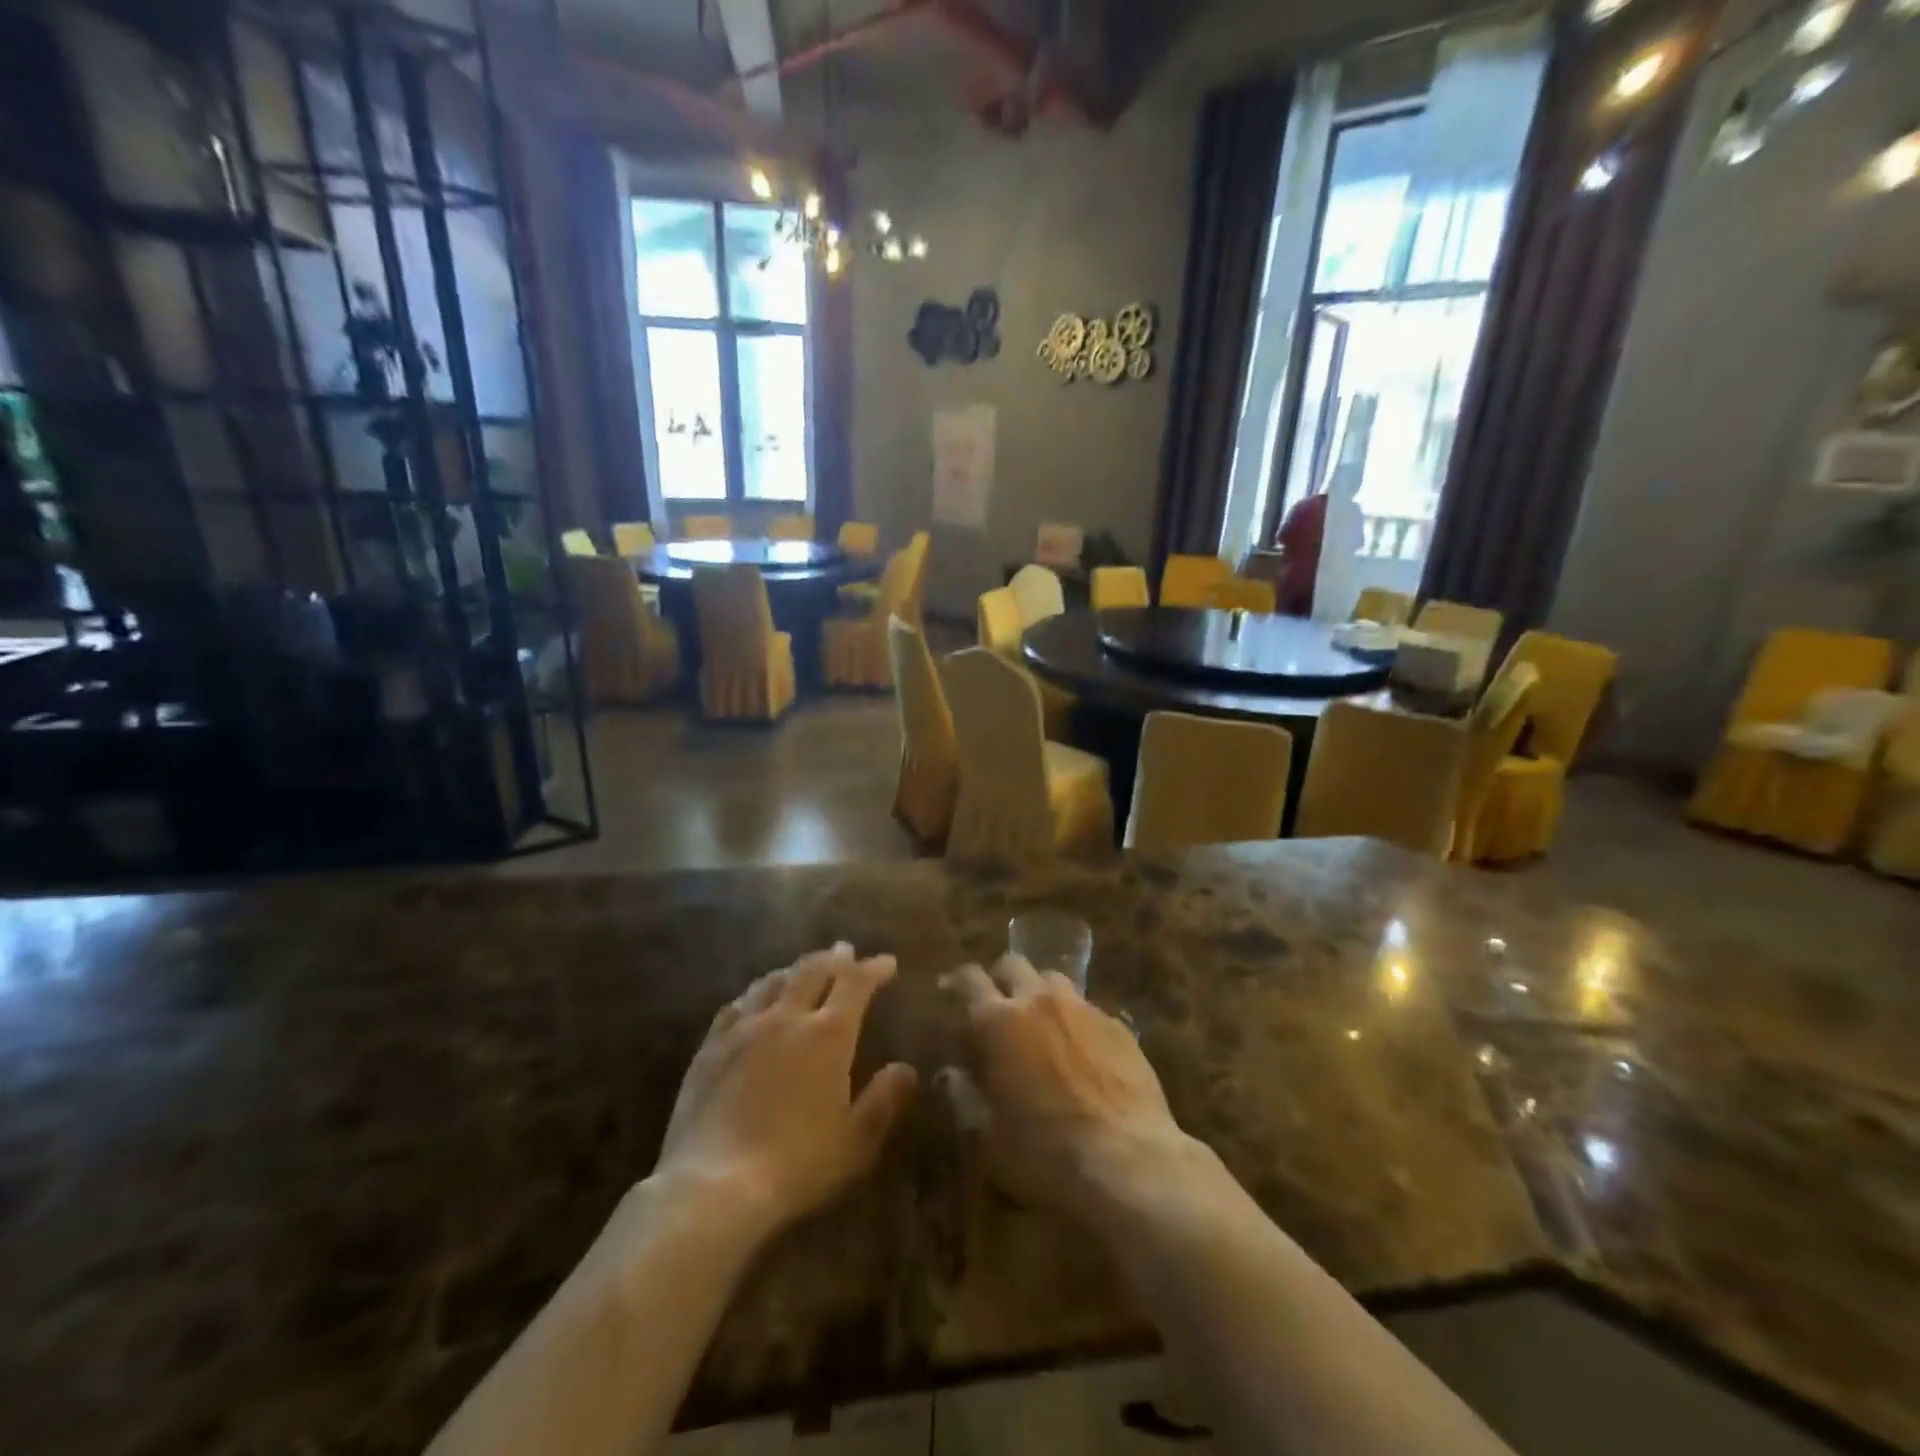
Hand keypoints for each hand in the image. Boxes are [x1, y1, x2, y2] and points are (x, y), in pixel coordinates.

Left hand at [655, 944, 918, 1234]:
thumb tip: (905, 1068)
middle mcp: (787, 1018)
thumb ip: (884, 1100)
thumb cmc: (796, 1165)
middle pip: (813, 971)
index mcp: (828, 1035)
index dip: (873, 969)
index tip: (888, 963)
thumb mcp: (856, 1141)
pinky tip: (755, 999)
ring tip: (804, 969)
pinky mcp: (711, 1047)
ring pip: (773, 981)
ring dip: (795, 969)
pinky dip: (757, 992)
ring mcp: (744, 1029)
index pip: (855, 984)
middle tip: (846, 952)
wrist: (713, 1185)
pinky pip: (737, 1004)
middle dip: (834, 959)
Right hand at [938, 955, 1206, 1217]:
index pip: (970, 980)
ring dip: (1038, 992)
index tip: (948, 988)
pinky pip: (1086, 1007)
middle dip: (1000, 977)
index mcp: (999, 1022)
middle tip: (996, 1003)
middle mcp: (1039, 1001)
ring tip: (1038, 1021)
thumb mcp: (988, 1137)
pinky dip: (1073, 1018)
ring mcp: (1083, 1009)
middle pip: (1014, 964)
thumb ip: (964, 1097)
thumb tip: (951, 1073)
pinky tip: (1078, 1048)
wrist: (1129, 1163)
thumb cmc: (1045, 1154)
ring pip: (1053, 979)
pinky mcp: (1118, 1025)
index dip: (956, 980)